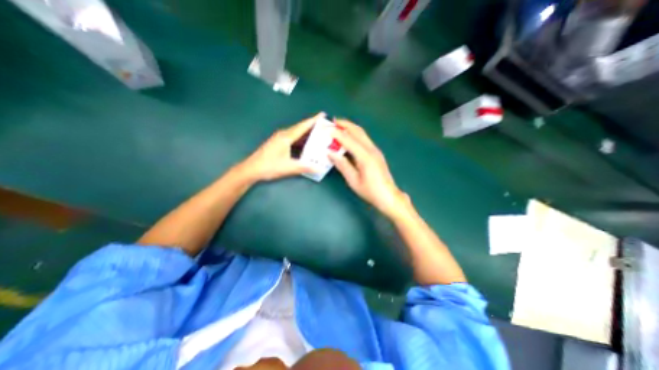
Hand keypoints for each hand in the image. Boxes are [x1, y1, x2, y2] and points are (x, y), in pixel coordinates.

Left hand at [237, 113, 322, 180]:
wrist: (251, 169)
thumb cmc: (269, 166)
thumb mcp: (288, 167)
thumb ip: (304, 167)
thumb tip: (319, 169)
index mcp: (286, 137)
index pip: (303, 126)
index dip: (313, 120)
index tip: (323, 115)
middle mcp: (283, 135)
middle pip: (300, 128)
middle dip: (312, 126)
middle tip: (324, 126)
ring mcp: (280, 139)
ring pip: (297, 134)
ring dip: (307, 134)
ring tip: (319, 135)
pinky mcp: (278, 144)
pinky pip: (293, 139)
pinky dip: (301, 140)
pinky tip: (307, 144)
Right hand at [328, 119, 407, 215]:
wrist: (388, 196)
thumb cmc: (370, 191)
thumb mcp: (353, 180)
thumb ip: (342, 165)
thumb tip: (330, 153)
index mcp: (365, 157)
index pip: (348, 140)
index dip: (336, 133)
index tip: (326, 128)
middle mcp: (371, 150)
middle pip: (357, 131)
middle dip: (345, 124)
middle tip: (333, 121)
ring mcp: (375, 150)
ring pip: (362, 134)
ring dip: (350, 128)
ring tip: (339, 126)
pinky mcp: (376, 153)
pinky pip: (364, 139)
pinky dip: (355, 134)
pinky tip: (349, 138)